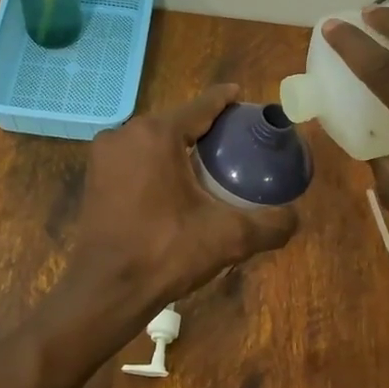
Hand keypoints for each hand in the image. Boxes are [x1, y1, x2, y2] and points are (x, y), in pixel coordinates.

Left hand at [60, 85, 297, 317]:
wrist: (105, 289)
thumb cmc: (164, 252)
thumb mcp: (227, 237)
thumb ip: (269, 224)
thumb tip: (295, 217)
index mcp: (156, 134)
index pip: (200, 107)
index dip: (225, 100)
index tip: (243, 98)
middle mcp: (125, 134)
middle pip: (174, 121)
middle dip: (202, 127)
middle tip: (233, 140)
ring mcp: (103, 155)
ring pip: (151, 140)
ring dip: (176, 146)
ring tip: (206, 161)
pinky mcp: (93, 177)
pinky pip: (133, 158)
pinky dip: (154, 163)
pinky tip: (173, 183)